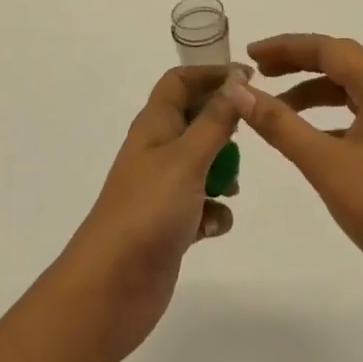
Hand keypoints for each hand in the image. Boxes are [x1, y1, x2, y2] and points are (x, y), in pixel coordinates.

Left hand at [58, 65, 248, 361]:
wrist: (111, 287)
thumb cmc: (148, 211)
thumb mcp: (187, 158)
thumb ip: (216, 120)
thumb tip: (237, 79)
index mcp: (154, 125)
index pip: (179, 81)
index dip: (211, 74)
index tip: (248, 79)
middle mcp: (157, 151)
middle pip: (195, 119)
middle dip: (224, 127)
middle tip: (251, 136)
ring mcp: (162, 189)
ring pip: (202, 164)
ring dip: (223, 172)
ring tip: (232, 189)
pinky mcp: (171, 224)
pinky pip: (202, 206)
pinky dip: (214, 212)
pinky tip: (213, 227)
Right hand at [241, 34, 362, 292]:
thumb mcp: (325, 164)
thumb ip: (280, 124)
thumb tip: (239, 90)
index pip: (328, 48)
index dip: (285, 47)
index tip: (250, 55)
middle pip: (342, 62)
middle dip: (298, 64)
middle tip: (258, 74)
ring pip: (354, 90)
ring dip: (315, 92)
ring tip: (277, 108)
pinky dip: (333, 117)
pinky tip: (313, 140)